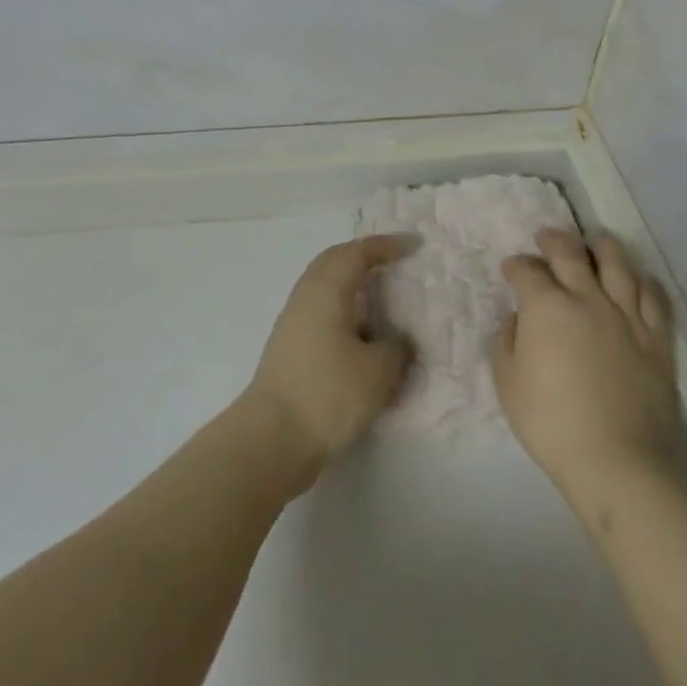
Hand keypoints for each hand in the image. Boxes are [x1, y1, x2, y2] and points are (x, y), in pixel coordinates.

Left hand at [243, 235, 416, 483]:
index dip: (387, 246)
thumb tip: (397, 341)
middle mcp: (306, 297)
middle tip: (394, 261)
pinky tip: (362, 335)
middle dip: (364, 256)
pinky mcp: (289, 348)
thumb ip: (397, 348)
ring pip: (325, 287)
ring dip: (353, 284)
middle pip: (334, 261)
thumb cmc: (328, 393)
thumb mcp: (379, 371)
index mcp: (327, 290)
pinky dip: (345, 310)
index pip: (358, 252)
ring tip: (382, 297)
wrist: (271, 439)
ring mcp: (293, 323)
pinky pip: (321, 311)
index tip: (415, 246)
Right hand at [492, 229, 683, 496]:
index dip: (516, 265)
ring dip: (601, 246)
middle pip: (570, 253)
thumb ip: (506, 342)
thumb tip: (516, 319)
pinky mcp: (657, 338)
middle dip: (554, 240)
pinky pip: (655, 297)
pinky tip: (639, 279)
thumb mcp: (508, 383)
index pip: (528, 271)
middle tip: (546, 237)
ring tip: (594, 241)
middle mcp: (588, 298)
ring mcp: (627, 315)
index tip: (511, 268)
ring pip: (617, 264)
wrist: (617, 460)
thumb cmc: (552, 422)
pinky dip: (645, 281)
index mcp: (547, 307)